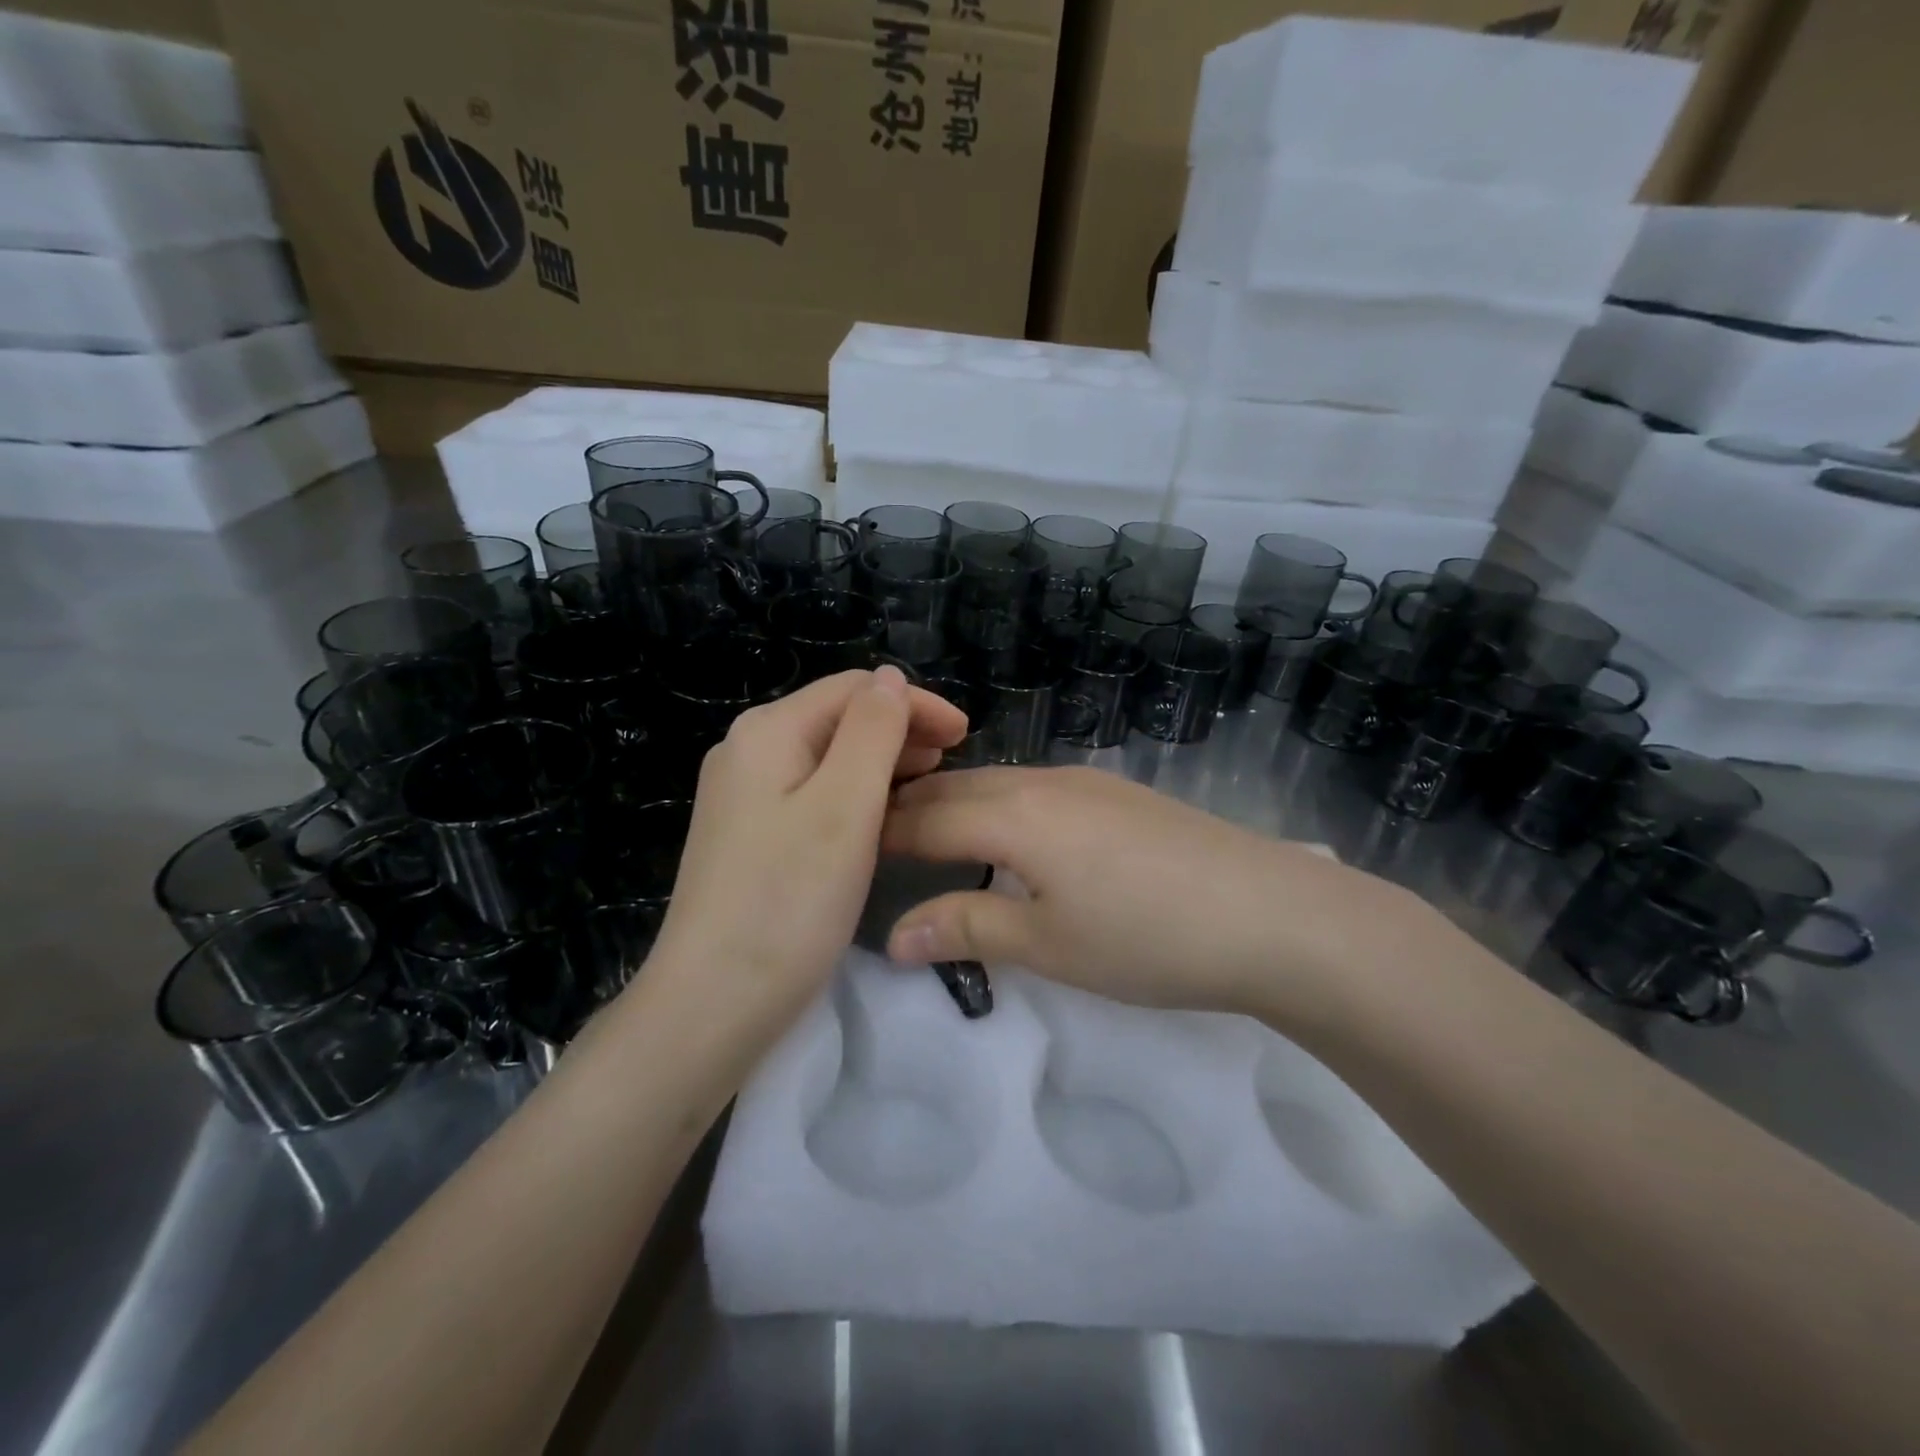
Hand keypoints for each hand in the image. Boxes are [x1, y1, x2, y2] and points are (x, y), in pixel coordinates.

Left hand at [644, 667, 967, 1032]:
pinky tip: (882, 818)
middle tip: (954, 762)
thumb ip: (872, 731)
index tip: (966, 735)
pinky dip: (855, 795)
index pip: (854, 689)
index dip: (914, 702)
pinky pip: (813, 794)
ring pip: (827, 758)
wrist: (713, 1002)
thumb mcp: (845, 805)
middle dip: (900, 730)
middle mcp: (748, 752)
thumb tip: (890, 679)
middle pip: (837, 718)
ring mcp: (744, 796)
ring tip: (929, 786)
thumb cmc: (789, 899)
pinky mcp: (749, 836)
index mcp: (768, 732)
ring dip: (881, 762)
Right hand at [881, 766, 1427, 1019]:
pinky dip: (998, 807)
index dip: (881, 834)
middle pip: (957, 788)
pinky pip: (1035, 788)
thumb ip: (967, 931)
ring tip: (928, 837)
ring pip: (997, 783)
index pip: (925, 818)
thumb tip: (894, 936)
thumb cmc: (1148, 938)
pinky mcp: (1118, 793)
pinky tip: (1007, 836)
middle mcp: (1043, 782)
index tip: (846, 851)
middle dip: (909, 809)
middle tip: (873, 840)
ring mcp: (1086, 781)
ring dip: (955, 804)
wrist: (1271, 914)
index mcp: (1015, 816)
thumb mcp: (1049, 945)